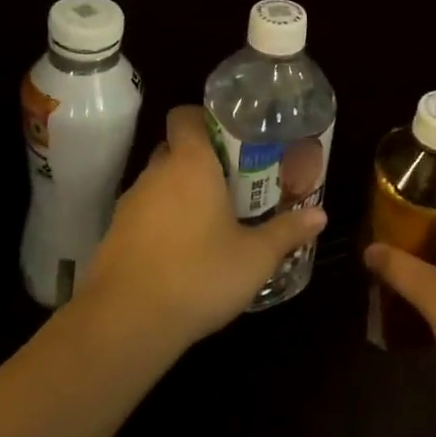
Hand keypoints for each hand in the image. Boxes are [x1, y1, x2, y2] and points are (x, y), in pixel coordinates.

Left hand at [80, 105, 326, 355]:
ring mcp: (130, 203)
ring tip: (210, 220)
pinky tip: (182, 251)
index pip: (185, 116)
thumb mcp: (255, 257)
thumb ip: (286, 231)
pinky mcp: (115, 233)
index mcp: (190, 164)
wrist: (128, 320)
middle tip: (231, 182)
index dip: (204, 119)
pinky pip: (144, 212)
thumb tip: (320, 215)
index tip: (230, 139)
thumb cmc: (199, 275)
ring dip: (180, 193)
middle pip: (174, 149)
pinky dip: (161, 221)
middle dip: (199, 160)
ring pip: (158, 182)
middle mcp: (155, 173)